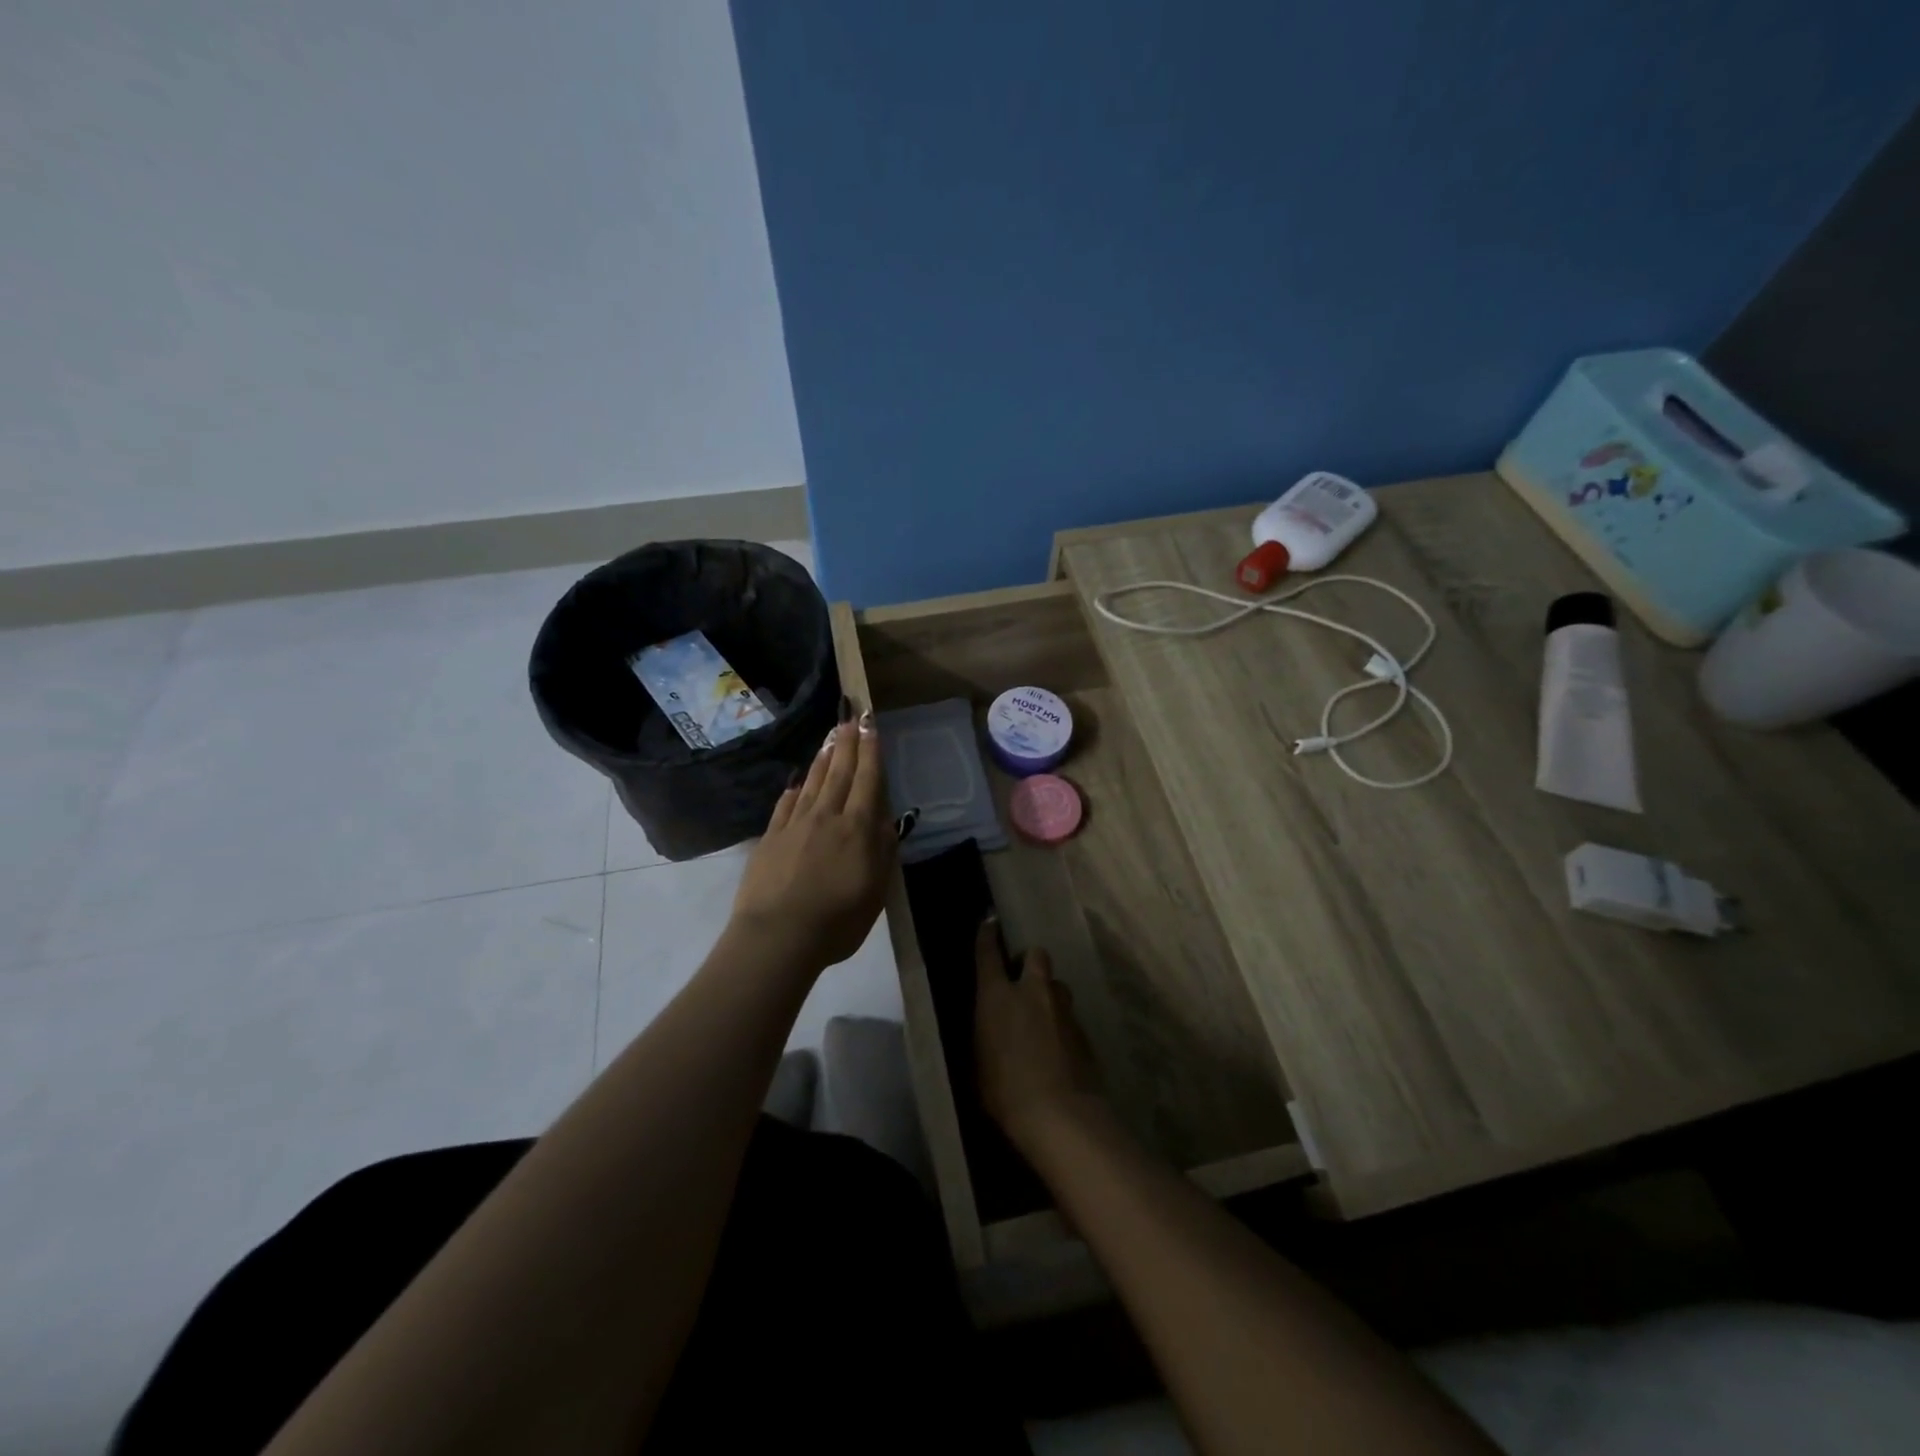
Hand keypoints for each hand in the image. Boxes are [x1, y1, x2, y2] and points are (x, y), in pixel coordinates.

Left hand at [731, 700, 894, 969]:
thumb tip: (885, 819)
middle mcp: (827, 817)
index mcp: (857, 828)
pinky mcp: (771, 839)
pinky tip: (797, 782)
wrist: (778, 936)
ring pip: (813, 783)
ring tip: (830, 738)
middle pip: (839, 773)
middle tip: (850, 718)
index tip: (870, 724)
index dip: (870, 751)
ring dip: (824, 758)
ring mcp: (795, 825)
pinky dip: (795, 790)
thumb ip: (882, 851)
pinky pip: (785, 805)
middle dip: (847, 744)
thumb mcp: (876, 891)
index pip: (867, 780)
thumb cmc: (837, 921)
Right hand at [974, 919, 1104, 1150]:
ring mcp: (1063, 1009)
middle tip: (1023, 980)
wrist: (1059, 1115)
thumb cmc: (1003, 1091)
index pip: (988, 953)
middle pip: (1036, 955)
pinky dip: (1063, 1025)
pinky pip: (1070, 1017)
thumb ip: (985, 1034)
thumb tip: (990, 1026)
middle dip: (1030, 962)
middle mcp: (1032, 992)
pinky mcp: (1084, 1032)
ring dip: (1050, 995)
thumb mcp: (978, 1061)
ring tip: (1044, 1018)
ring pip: (1058, 985)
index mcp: (997, 996)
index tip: (990, 922)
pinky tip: (1059, 1049)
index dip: (988, 936)